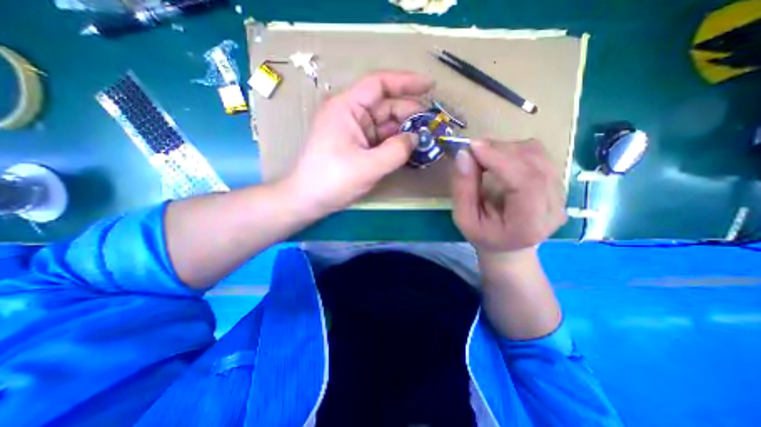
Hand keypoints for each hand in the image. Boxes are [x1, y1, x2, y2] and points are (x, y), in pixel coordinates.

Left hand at [282, 72, 432, 216]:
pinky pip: (381, 139)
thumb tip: (416, 138)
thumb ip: (396, 151)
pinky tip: (410, 148)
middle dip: (410, 113)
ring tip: (426, 137)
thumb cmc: (333, 180)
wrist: (309, 200)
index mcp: (347, 108)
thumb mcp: (368, 166)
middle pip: (385, 106)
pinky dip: (395, 143)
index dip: (405, 82)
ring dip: (405, 130)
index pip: (378, 84)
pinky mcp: (357, 147)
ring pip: (385, 124)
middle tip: (433, 124)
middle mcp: (350, 115)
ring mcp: (354, 132)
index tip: (430, 86)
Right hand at [450, 138, 564, 255]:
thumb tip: (463, 154)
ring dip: (506, 148)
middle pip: (533, 164)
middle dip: (499, 150)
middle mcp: (554, 207)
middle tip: (472, 150)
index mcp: (529, 225)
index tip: (473, 147)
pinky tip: (498, 159)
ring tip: (483, 156)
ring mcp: (561, 193)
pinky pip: (538, 154)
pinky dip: (514, 150)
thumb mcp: (464, 218)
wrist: (508, 245)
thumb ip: (463, 189)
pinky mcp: (557, 182)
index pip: (526, 183)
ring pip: (537, 154)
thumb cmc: (483, 235)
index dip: (500, 160)